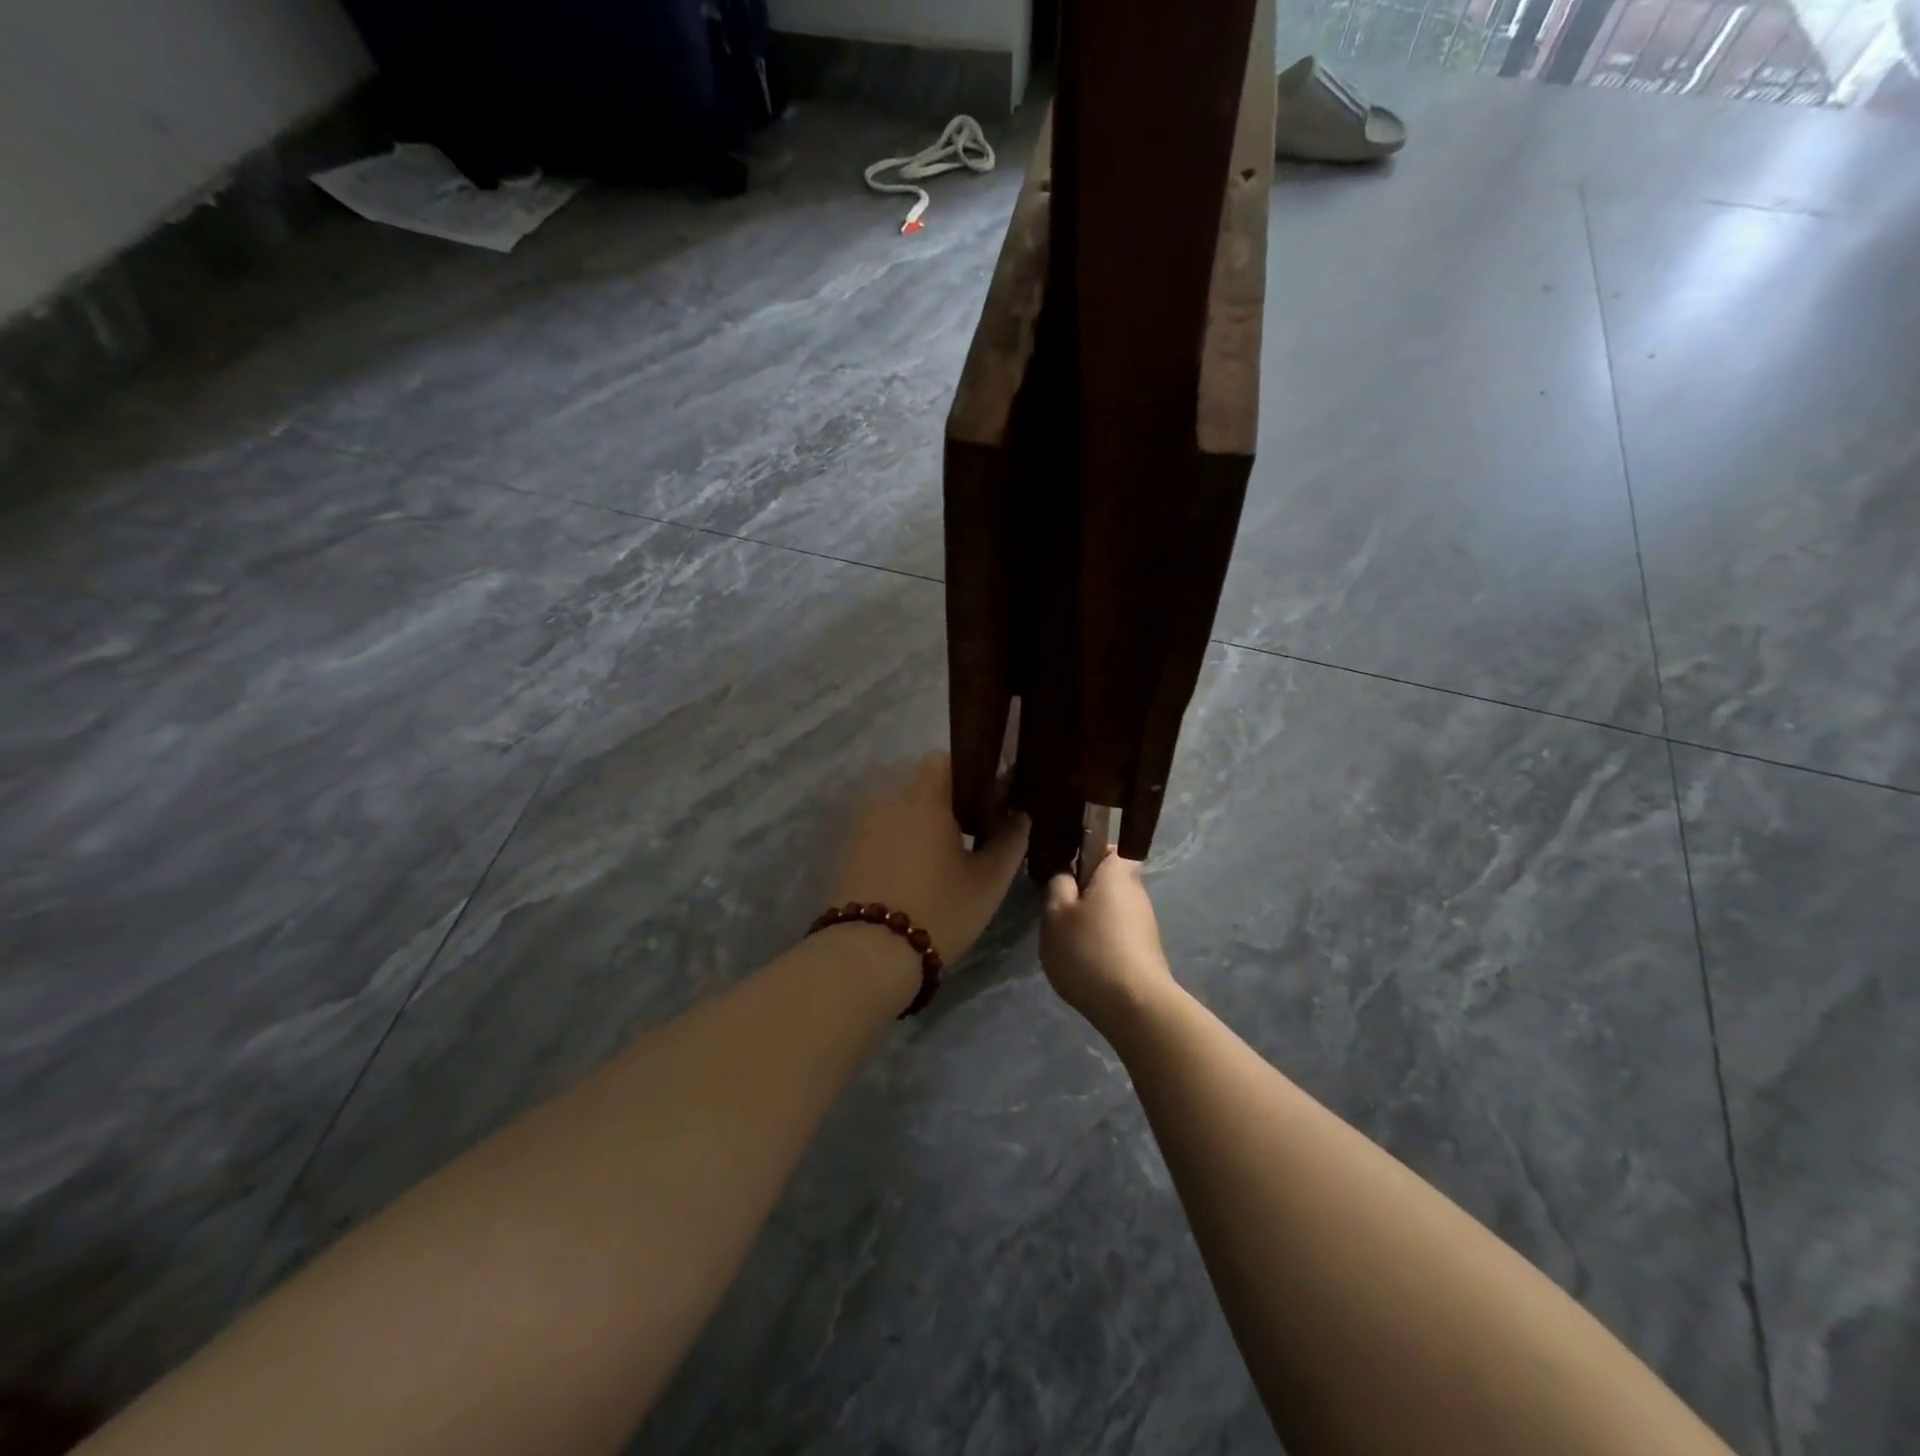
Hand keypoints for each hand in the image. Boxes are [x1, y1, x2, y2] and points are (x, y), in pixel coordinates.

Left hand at [829, 753, 1029, 966]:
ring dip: (920, 823)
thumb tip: (1020, 816)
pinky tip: (911, 874)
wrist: (868, 953)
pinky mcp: (847, 850)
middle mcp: (888, 800)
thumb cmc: (938, 909)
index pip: (944, 760)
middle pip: (921, 785)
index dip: (968, 774)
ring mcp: (862, 825)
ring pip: (899, 810)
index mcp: (924, 798)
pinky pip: (880, 831)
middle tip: (969, 834)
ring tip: (940, 858)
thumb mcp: (988, 881)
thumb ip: (1009, 841)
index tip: (986, 802)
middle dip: (945, 802)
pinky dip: (897, 841)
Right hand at [1041, 847, 1176, 1031]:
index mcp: (1116, 873)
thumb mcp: (1056, 914)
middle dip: (1082, 890)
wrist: (1134, 1007)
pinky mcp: (1144, 951)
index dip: (1085, 851)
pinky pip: (1116, 934)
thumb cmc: (1090, 950)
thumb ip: (1057, 885)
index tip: (1063, 868)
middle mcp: (1136, 892)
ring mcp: (1144, 924)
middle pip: (1106, 880)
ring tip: (1066, 941)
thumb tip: (1066, 874)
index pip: (1106, 846)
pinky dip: (1099, 942)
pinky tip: (1084, 963)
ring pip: (1109, 909)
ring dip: (1089, 919)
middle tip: (1056, 908)